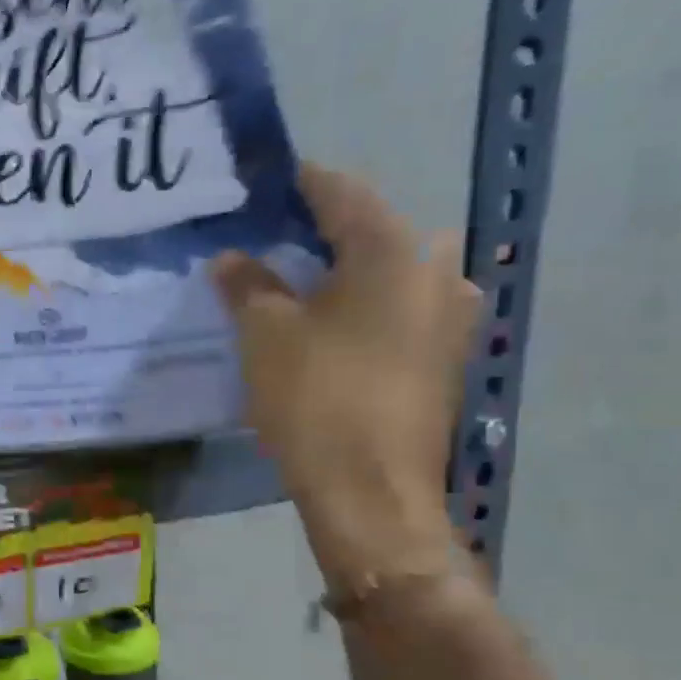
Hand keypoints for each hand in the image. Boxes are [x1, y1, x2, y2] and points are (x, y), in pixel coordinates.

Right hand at [211, 164, 479, 596]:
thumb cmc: (317, 399)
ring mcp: (449, 317)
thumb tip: (231, 259)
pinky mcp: (444, 357)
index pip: (339, 192)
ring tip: (288, 284)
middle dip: (316, 233)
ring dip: (338, 273)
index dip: (296, 185)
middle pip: (367, 231)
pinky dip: (358, 306)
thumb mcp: (266, 334)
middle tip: (265, 241)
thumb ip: (247, 284)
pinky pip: (395, 310)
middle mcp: (436, 270)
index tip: (259, 186)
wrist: (371, 494)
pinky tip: (322, 325)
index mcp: (394, 250)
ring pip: (384, 274)